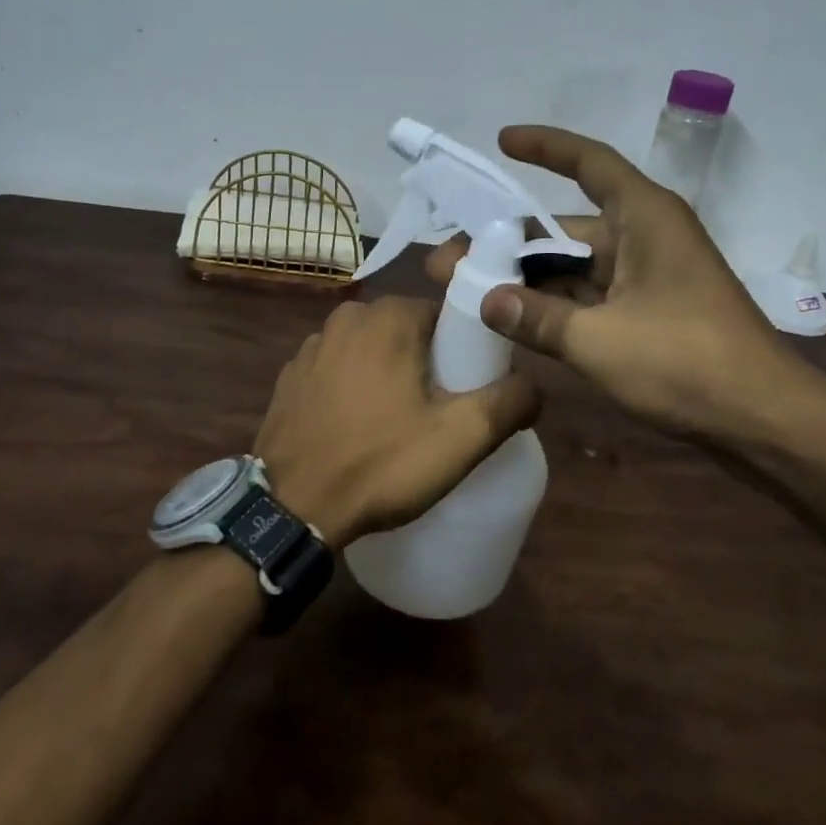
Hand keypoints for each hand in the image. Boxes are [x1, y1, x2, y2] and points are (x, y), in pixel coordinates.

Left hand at [254, 297, 541, 549]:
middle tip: (439, 414)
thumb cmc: (381, 463)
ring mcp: (312, 345)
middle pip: (409, 331)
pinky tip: (356, 429)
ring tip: (398, 426)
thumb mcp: (462, 437)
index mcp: (390, 315)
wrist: (291, 509)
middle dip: (428, 364)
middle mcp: (348, 316)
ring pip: (372, 350)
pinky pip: (338, 371)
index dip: (464, 351)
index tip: (468, 390)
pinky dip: (353, 389)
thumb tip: (534, 384)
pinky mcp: (291, 376)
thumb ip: (510, 401)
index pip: (446, 316)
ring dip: (389, 376)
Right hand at [425, 125, 818, 445]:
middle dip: (507, 243)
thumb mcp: (598, 340)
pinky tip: (509, 320)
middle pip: (565, 229)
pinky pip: (588, 297)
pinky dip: (551, 306)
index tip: (501, 142)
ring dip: (524, 279)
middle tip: (448, 260)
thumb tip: (485, 301)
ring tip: (465, 292)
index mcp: (644, 217)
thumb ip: (535, 317)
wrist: (764, 422)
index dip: (545, 147)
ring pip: (572, 267)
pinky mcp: (647, 313)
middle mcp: (644, 237)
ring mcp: (646, 277)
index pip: (589, 164)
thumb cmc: (686, 363)